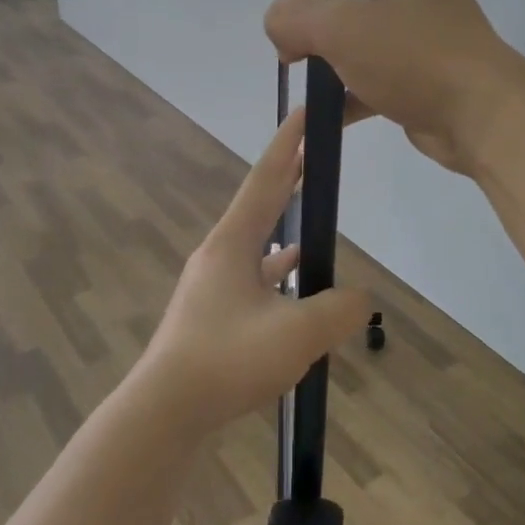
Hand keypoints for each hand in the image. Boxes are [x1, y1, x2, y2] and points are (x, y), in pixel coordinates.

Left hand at [127, 109, 370, 439]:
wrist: (165, 411)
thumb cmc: (228, 359)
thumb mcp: (298, 333)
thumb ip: (340, 310)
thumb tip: (360, 299)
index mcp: (233, 243)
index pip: (267, 179)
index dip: (288, 144)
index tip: (303, 113)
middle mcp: (219, 255)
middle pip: (261, 206)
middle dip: (289, 180)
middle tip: (314, 157)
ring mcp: (212, 286)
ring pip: (258, 248)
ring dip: (285, 233)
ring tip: (316, 231)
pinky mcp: (211, 316)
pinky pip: (253, 282)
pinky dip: (278, 279)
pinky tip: (296, 294)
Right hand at [264, 0, 519, 173]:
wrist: (482, 122)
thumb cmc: (419, 57)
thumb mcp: (346, 28)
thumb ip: (298, 16)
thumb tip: (281, 28)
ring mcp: (415, 32)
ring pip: (356, 24)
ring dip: (322, 40)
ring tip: (288, 56)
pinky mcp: (413, 76)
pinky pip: (364, 76)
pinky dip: (340, 92)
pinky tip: (316, 111)